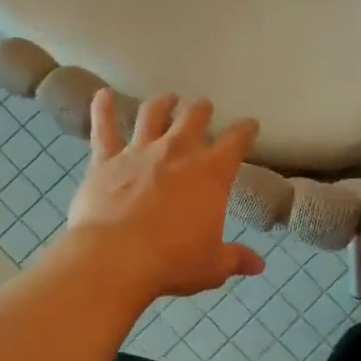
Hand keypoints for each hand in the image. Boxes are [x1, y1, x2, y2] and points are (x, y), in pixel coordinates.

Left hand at [66, 89, 264, 300]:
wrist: (116, 258)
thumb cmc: (173, 261)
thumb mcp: (213, 265)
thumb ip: (236, 258)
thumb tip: (259, 266)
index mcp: (211, 173)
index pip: (236, 142)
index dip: (245, 131)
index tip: (250, 125)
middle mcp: (177, 152)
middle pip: (193, 118)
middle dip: (202, 110)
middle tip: (204, 106)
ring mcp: (139, 152)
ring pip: (152, 115)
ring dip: (162, 103)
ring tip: (167, 98)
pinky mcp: (105, 161)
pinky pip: (103, 128)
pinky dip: (102, 108)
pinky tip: (102, 94)